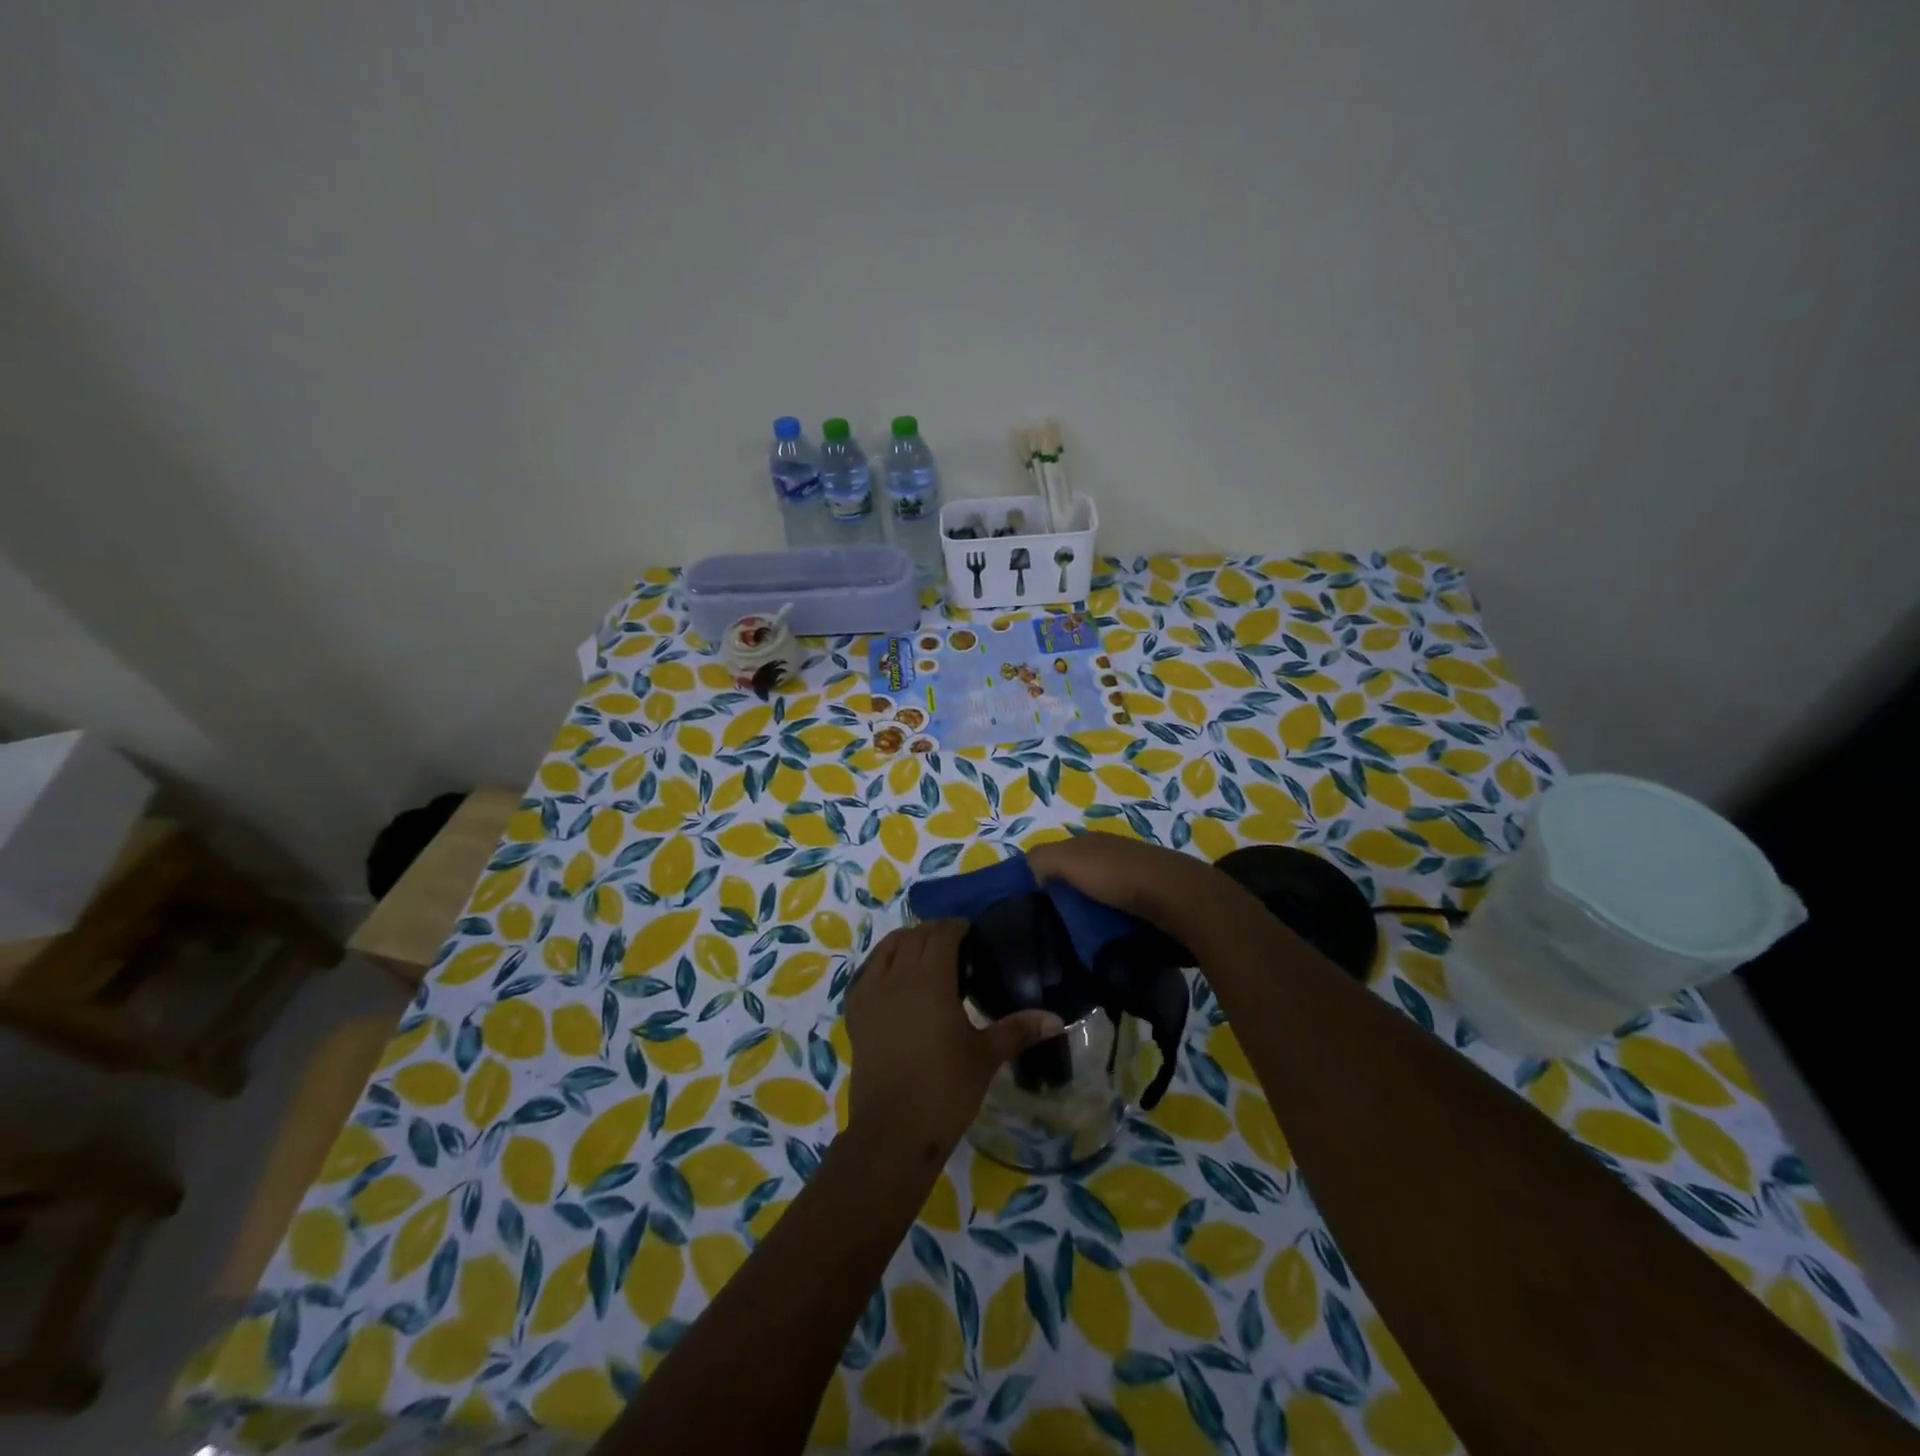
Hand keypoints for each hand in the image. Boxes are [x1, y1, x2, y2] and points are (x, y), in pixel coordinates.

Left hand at [843, 919, 1063, 1160]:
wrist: (893, 1132)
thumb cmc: (945, 1090)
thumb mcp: (986, 1057)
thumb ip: (1018, 1030)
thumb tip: (1056, 1019)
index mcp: (931, 981)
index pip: (942, 935)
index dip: (957, 927)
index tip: (973, 933)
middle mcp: (897, 978)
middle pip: (914, 936)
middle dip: (934, 932)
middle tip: (955, 943)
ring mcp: (871, 994)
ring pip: (887, 949)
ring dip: (907, 941)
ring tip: (924, 953)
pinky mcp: (855, 1014)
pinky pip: (865, 973)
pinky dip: (881, 963)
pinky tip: (892, 976)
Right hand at [1025, 833, 1225, 930]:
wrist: (1179, 899)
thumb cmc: (1118, 876)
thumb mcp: (1069, 859)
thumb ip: (1042, 858)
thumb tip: (1030, 873)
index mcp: (1091, 842)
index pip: (1057, 855)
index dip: (1040, 876)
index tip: (1028, 906)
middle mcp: (1112, 855)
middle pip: (1078, 877)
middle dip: (1064, 898)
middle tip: (1048, 928)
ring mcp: (1135, 879)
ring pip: (1099, 897)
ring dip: (1088, 915)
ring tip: (1073, 941)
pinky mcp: (1152, 903)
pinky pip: (1120, 914)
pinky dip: (1110, 925)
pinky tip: (1103, 942)